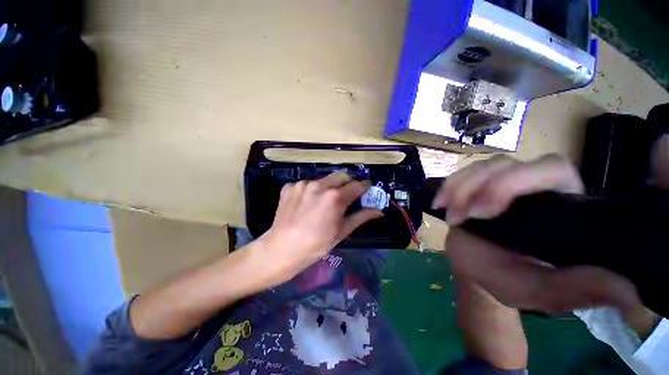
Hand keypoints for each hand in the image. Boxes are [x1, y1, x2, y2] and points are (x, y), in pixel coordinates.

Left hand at [252, 172, 382, 285]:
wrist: (281, 249)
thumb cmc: (316, 244)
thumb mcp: (341, 232)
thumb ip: (361, 217)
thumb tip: (379, 211)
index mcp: (335, 197)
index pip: (357, 185)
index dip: (364, 186)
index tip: (366, 189)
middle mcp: (320, 185)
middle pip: (341, 176)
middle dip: (347, 183)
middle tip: (346, 195)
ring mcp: (303, 184)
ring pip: (323, 179)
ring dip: (328, 187)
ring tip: (322, 202)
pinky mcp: (290, 186)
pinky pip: (306, 184)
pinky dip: (311, 191)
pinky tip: (306, 204)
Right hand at [433, 155, 646, 314]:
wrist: (475, 266)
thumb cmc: (508, 278)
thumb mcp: (539, 291)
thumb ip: (574, 290)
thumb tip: (627, 291)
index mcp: (561, 205)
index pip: (552, 170)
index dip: (517, 182)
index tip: (485, 212)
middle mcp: (534, 186)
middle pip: (510, 162)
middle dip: (482, 187)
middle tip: (464, 216)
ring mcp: (502, 181)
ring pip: (482, 166)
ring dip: (460, 189)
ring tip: (452, 216)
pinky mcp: (477, 184)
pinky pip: (461, 173)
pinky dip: (448, 186)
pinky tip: (440, 203)